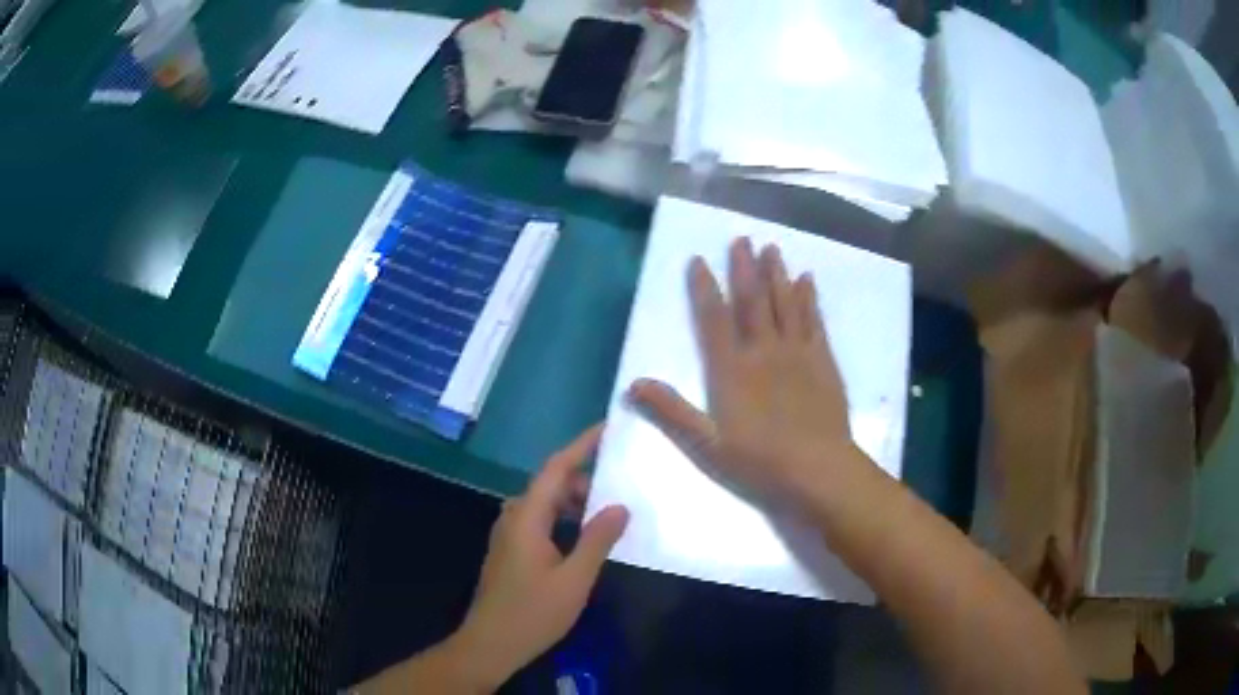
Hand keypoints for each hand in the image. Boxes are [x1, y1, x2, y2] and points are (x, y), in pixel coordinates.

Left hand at [452, 426, 629, 688]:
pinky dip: (563, 520)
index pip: (556, 468)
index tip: (608, 428)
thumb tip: (620, 506)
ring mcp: (508, 535)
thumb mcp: (575, 579)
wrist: (491, 644)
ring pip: (545, 504)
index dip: (582, 445)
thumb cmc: (533, 613)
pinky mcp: (510, 550)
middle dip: (585, 481)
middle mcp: (513, 517)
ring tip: (608, 516)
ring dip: (575, 503)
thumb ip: (597, 539)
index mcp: (527, 517)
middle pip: (550, 484)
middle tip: (620, 490)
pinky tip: (584, 539)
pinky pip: (539, 521)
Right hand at [629, 238, 858, 510]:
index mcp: (732, 370)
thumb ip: (671, 412)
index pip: (714, 319)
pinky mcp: (824, 361)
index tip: (698, 260)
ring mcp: (798, 353)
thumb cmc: (760, 462)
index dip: (704, 288)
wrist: (818, 471)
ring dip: (777, 274)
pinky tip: (807, 280)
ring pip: (785, 303)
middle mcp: (764, 351)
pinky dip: (809, 298)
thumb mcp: (706, 445)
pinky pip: (814, 321)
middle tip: (741, 239)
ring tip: (771, 248)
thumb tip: (633, 384)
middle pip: (753, 301)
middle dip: (744, 268)